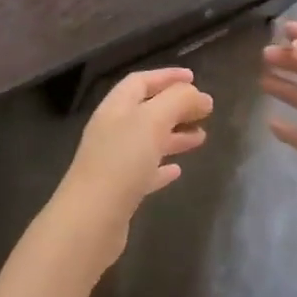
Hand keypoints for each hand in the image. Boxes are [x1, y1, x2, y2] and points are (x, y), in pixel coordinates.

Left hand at [48, 68, 211, 269]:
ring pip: (147, 141)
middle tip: (205, 111)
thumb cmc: (120, 162)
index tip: (195, 79)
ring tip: (202, 138)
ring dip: (174, 136)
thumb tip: (200, 96)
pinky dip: (162, 167)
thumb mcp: (152, 122)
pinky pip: (144, 171)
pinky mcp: (119, 191)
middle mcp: (111, 131)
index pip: (140, 82)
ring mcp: (113, 161)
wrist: (90, 219)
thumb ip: (178, 102)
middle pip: (145, 111)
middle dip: (175, 107)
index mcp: (115, 109)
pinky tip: (177, 172)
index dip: (166, 77)